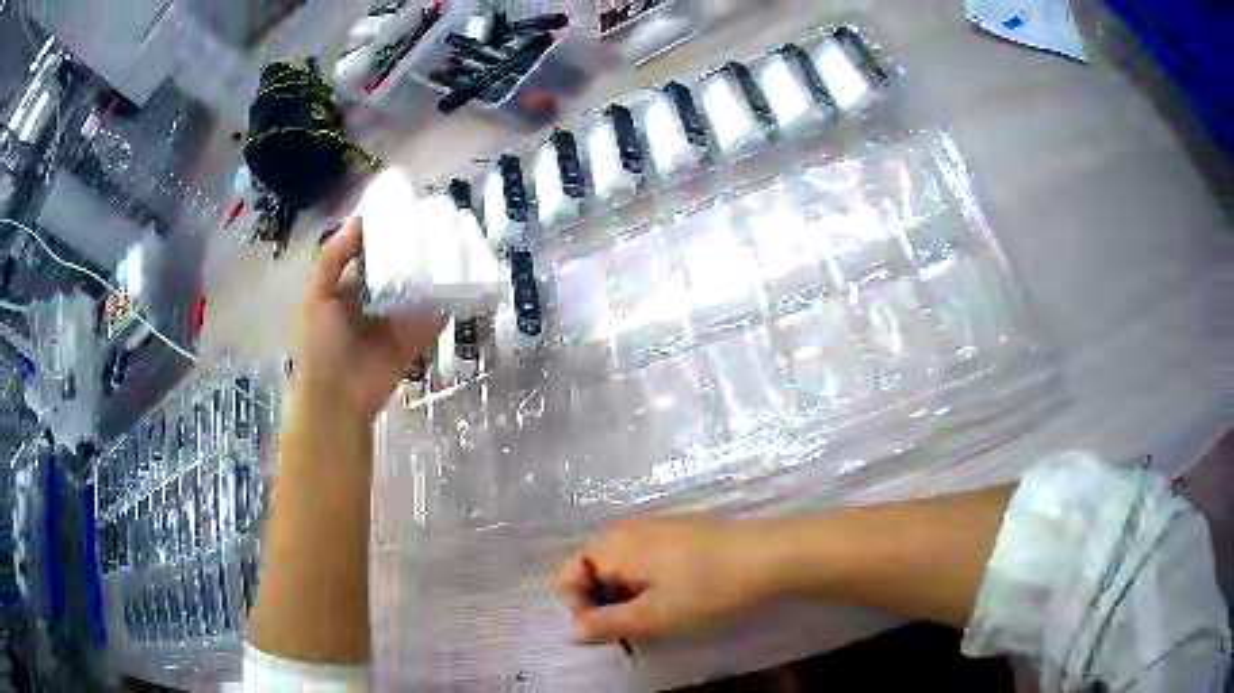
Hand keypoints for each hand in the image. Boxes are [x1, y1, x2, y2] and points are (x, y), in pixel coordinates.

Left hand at [295, 217, 442, 420]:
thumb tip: (358, 220)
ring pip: (417, 291)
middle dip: (413, 251)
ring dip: (433, 274)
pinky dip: (446, 304)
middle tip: (437, 223)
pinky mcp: (414, 339)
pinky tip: (462, 282)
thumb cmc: (320, 346)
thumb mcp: (317, 297)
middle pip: (397, 269)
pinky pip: (433, 317)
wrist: (339, 398)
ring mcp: (396, 320)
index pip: (368, 253)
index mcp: (348, 288)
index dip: (383, 233)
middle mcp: (373, 300)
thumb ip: (333, 259)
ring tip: (456, 246)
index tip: (405, 208)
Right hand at [555, 516, 772, 644]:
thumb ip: (605, 625)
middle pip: (591, 572)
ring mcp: (653, 527)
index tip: (614, 632)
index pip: (566, 577)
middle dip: (606, 605)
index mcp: (611, 545)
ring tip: (661, 617)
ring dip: (629, 598)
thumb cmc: (707, 590)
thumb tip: (572, 631)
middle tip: (640, 629)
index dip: (581, 610)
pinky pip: (644, 561)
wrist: (770, 557)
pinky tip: (680, 598)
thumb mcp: (653, 617)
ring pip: (620, 570)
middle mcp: (625, 529)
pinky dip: (649, 584)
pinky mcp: (678, 532)